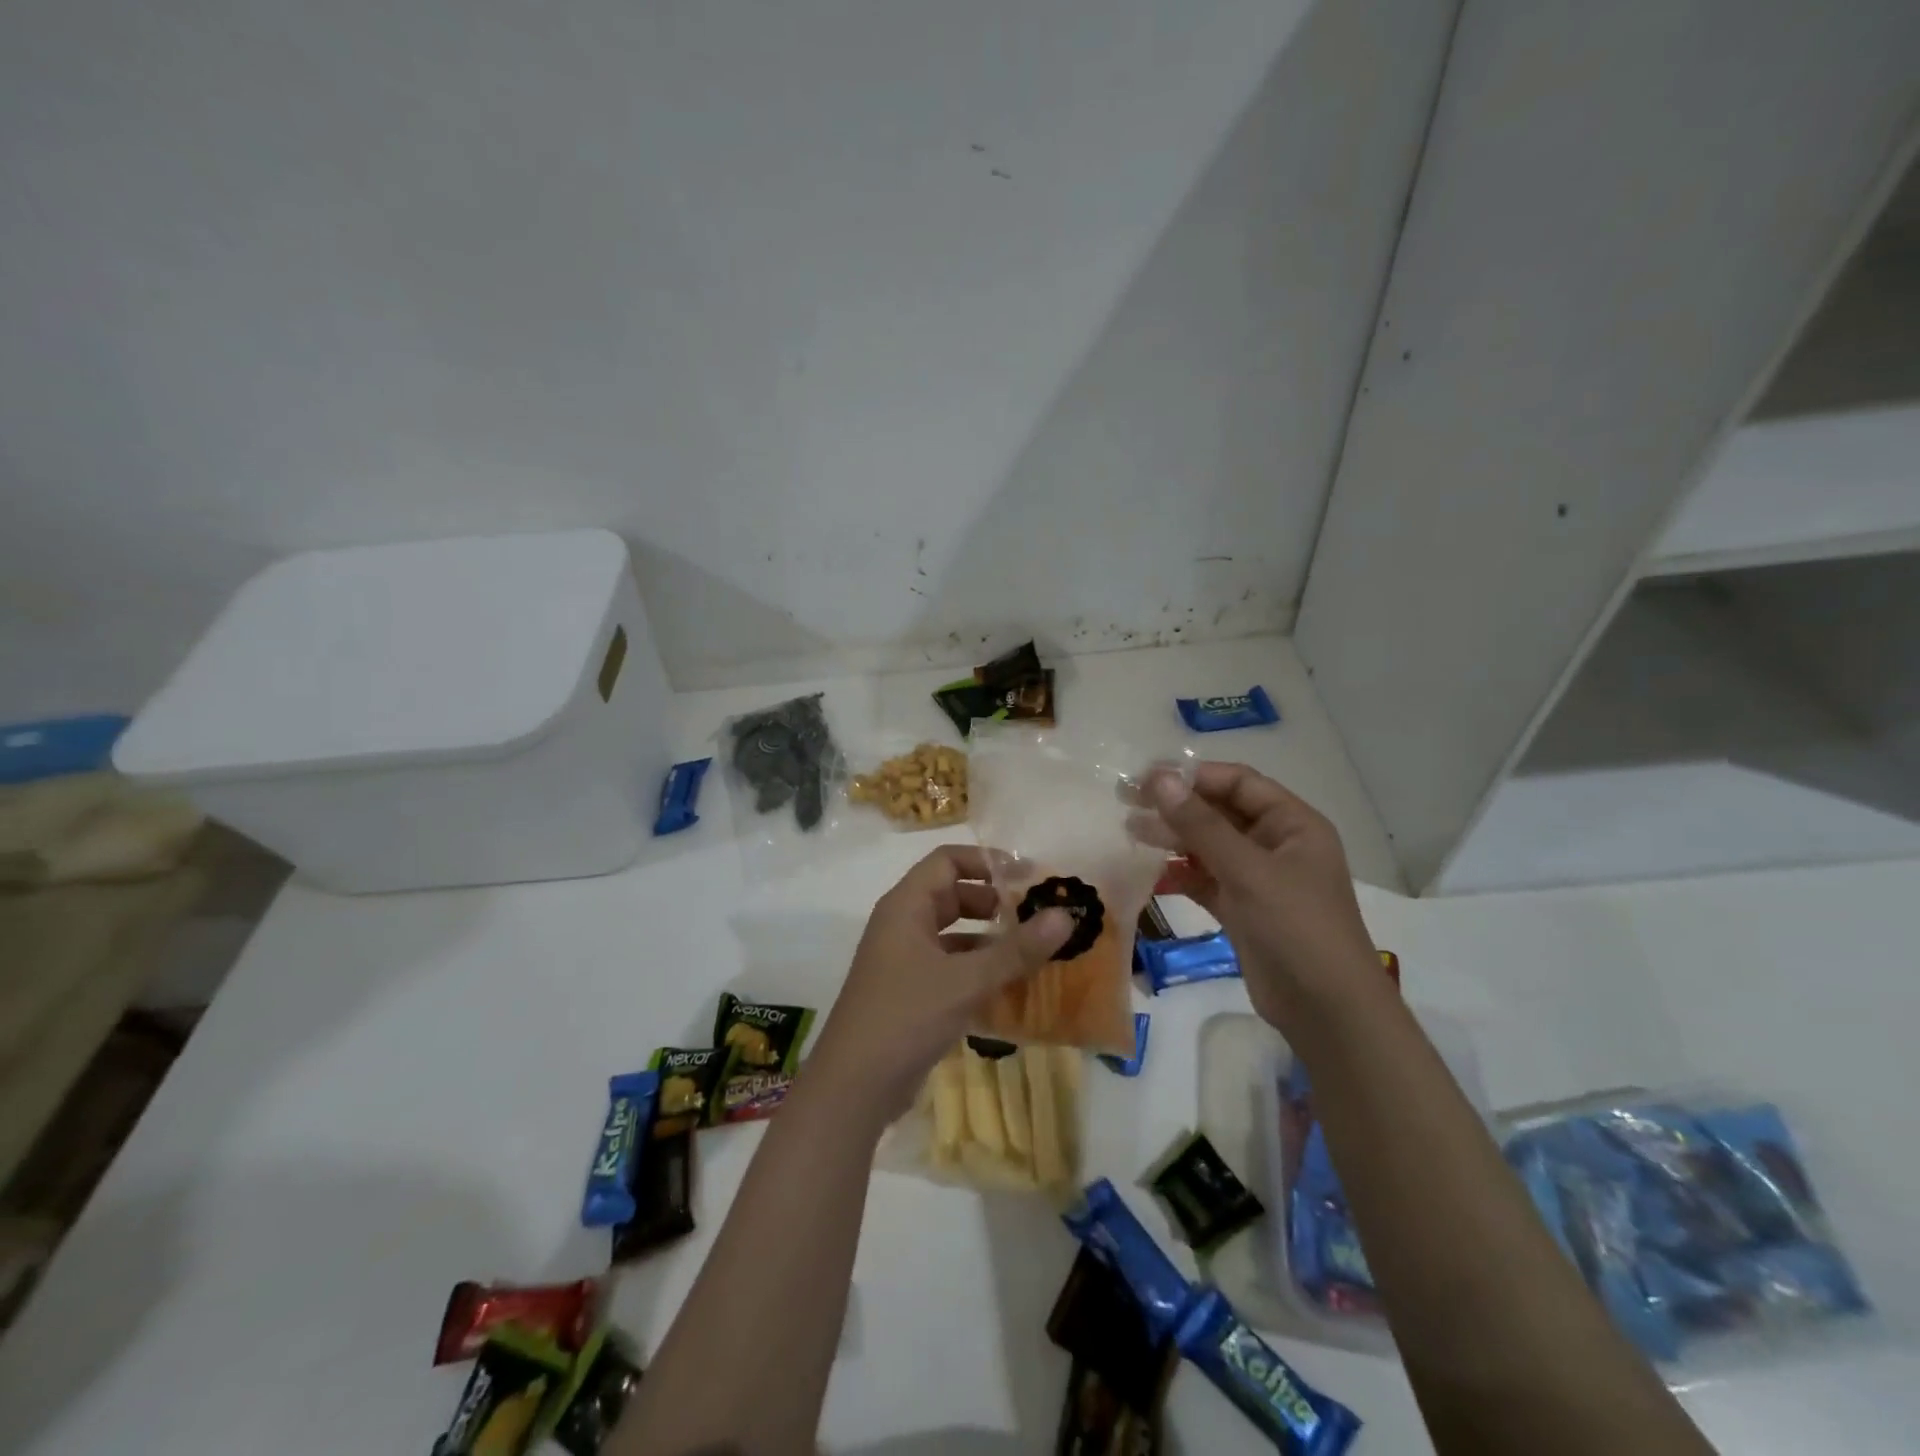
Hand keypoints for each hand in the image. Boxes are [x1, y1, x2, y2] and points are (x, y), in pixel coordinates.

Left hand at [808, 845, 1072, 1122]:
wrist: (854, 1085)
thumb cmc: (906, 1016)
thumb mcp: (966, 980)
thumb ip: (1017, 949)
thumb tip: (1066, 915)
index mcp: (906, 905)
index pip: (947, 860)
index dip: (987, 861)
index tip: (1027, 875)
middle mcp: (902, 924)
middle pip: (951, 894)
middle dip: (993, 900)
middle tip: (1035, 914)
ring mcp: (903, 959)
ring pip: (952, 932)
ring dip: (988, 937)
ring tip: (1031, 949)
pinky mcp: (910, 991)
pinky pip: (949, 965)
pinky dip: (977, 967)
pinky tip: (1008, 986)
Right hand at [1144, 763, 1378, 1031]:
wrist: (1326, 1011)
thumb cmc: (1296, 927)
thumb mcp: (1248, 870)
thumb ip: (1201, 825)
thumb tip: (1158, 780)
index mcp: (1292, 824)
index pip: (1238, 783)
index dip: (1192, 776)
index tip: (1145, 777)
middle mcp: (1276, 844)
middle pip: (1219, 812)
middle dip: (1176, 806)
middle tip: (1126, 799)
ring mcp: (1258, 878)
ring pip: (1208, 846)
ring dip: (1172, 838)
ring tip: (1130, 831)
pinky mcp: (1242, 909)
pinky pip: (1205, 880)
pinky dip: (1179, 875)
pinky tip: (1150, 876)